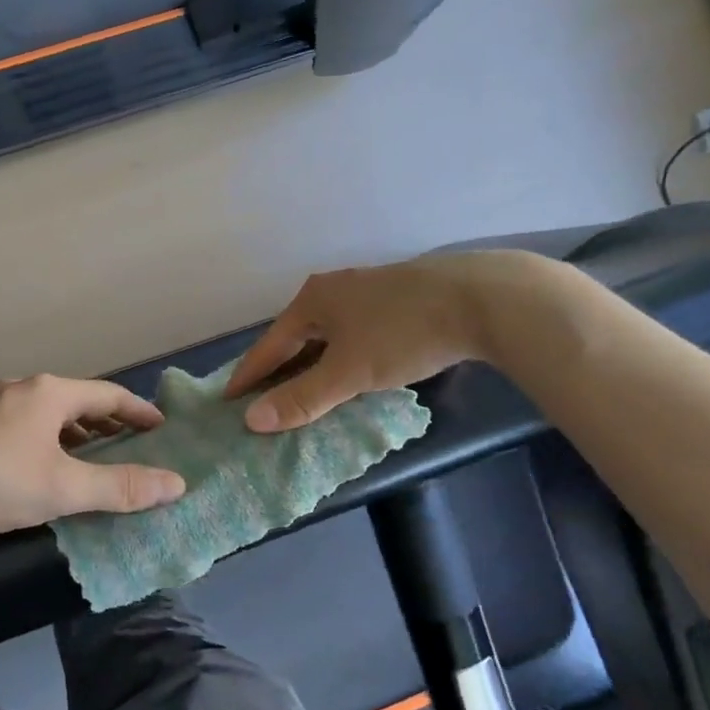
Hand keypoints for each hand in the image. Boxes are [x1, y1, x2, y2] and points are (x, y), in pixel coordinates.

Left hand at [0, 375, 186, 535]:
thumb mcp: (64, 487)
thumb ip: (120, 487)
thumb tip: (176, 484)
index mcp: (49, 393)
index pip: (107, 395)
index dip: (138, 411)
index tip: (160, 428)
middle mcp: (21, 388)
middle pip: (76, 399)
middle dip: (106, 421)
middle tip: (130, 442)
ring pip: (46, 411)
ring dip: (74, 430)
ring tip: (89, 453)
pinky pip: (22, 422)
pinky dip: (46, 436)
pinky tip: (39, 462)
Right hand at [226, 252, 536, 431]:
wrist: (482, 298)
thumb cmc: (403, 334)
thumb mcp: (348, 372)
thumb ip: (302, 398)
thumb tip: (252, 421)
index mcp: (313, 300)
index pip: (269, 343)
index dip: (249, 373)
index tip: (227, 398)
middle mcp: (334, 289)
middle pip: (296, 335)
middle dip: (279, 367)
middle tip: (262, 396)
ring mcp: (367, 289)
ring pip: (327, 333)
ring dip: (312, 361)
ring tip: (302, 389)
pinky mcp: (398, 296)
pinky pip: (353, 331)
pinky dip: (341, 354)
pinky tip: (350, 369)